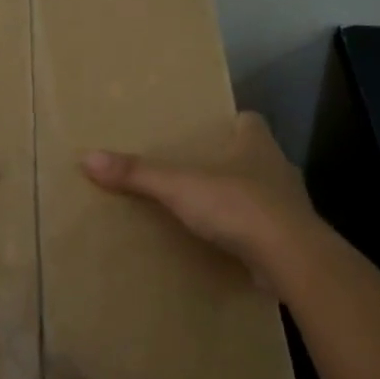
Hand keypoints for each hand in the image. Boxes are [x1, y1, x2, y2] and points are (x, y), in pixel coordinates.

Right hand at [82, 112, 327, 294]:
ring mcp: (290, 205)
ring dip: (240, 198)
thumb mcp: (179, 186)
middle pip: (254, 156)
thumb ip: (137, 173)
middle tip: (196, 170)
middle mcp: (277, 167)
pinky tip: (226, 244)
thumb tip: (87, 157)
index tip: (207, 131)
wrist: (291, 258)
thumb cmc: (238, 205)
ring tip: (206, 208)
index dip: (231, 122)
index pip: (249, 120)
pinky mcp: (292, 238)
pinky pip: (266, 228)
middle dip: (230, 162)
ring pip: (262, 192)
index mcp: (257, 143)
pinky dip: (248, 233)